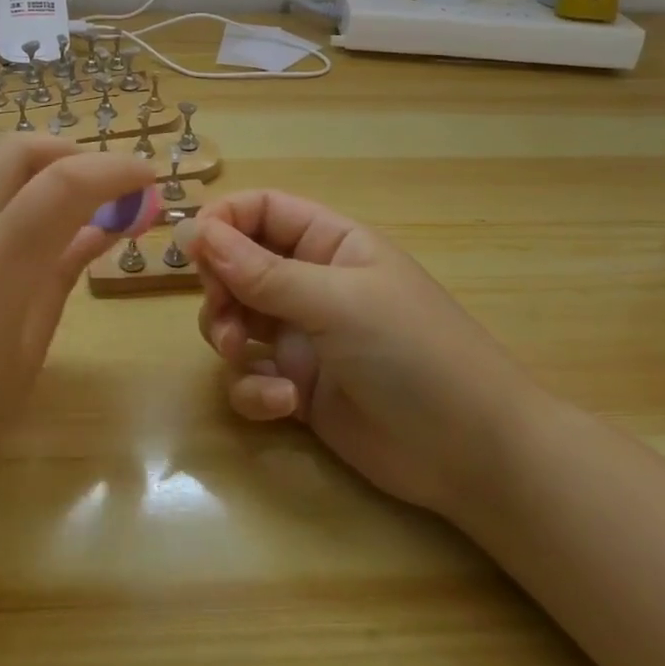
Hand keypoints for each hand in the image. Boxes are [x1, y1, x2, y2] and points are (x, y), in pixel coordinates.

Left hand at [0, 136, 157, 538]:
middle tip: (97, 186)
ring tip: (44, 192)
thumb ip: (64, 273)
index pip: (67, 185)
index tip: (146, 178)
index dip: (117, 170)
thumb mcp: (22, 355)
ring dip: (24, 158)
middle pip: (20, 148)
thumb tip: (108, 224)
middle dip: (71, 155)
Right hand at [187, 192, 536, 519]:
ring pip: (235, 320)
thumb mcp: (337, 303)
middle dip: (221, 288)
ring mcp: (303, 337)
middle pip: (238, 265)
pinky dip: (254, 388)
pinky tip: (283, 405)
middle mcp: (311, 283)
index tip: (192, 247)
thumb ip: (263, 271)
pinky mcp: (297, 388)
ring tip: (246, 357)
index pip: (263, 210)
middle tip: (223, 312)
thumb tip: (197, 231)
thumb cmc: (412, 352)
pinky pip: (251, 376)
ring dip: (229, 336)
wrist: (472, 455)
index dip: (224, 221)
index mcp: (330, 244)